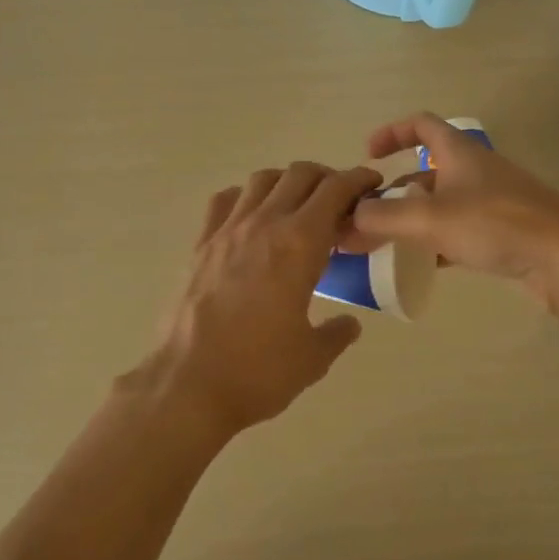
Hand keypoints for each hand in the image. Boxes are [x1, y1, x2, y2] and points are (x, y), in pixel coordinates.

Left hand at [135, 161, 382, 442]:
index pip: (334, 190)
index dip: (358, 180)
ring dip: (287, 182)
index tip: (372, 185)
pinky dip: (245, 197)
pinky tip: (252, 219)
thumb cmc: (257, 371)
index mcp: (299, 244)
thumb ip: (337, 334)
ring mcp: (227, 230)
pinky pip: (224, 201)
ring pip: (261, 180)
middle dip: (326, 178)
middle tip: (339, 201)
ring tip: (298, 206)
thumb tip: (349, 324)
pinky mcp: (200, 244)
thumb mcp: (312, 358)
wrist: (186, 384)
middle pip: (300, 174)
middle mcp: (264, 224)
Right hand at [348, 112, 558, 310]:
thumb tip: (348, 219)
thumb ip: (383, 218)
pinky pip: (459, 232)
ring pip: (440, 206)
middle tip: (363, 221)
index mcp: (459, 153)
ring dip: (410, 221)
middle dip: (391, 195)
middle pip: (424, 174)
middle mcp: (475, 171)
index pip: (421, 125)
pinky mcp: (505, 233)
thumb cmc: (497, 224)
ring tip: (382, 246)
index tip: (368, 155)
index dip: (391, 133)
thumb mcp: (430, 219)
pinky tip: (420, 265)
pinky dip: (434, 243)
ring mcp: (493, 203)